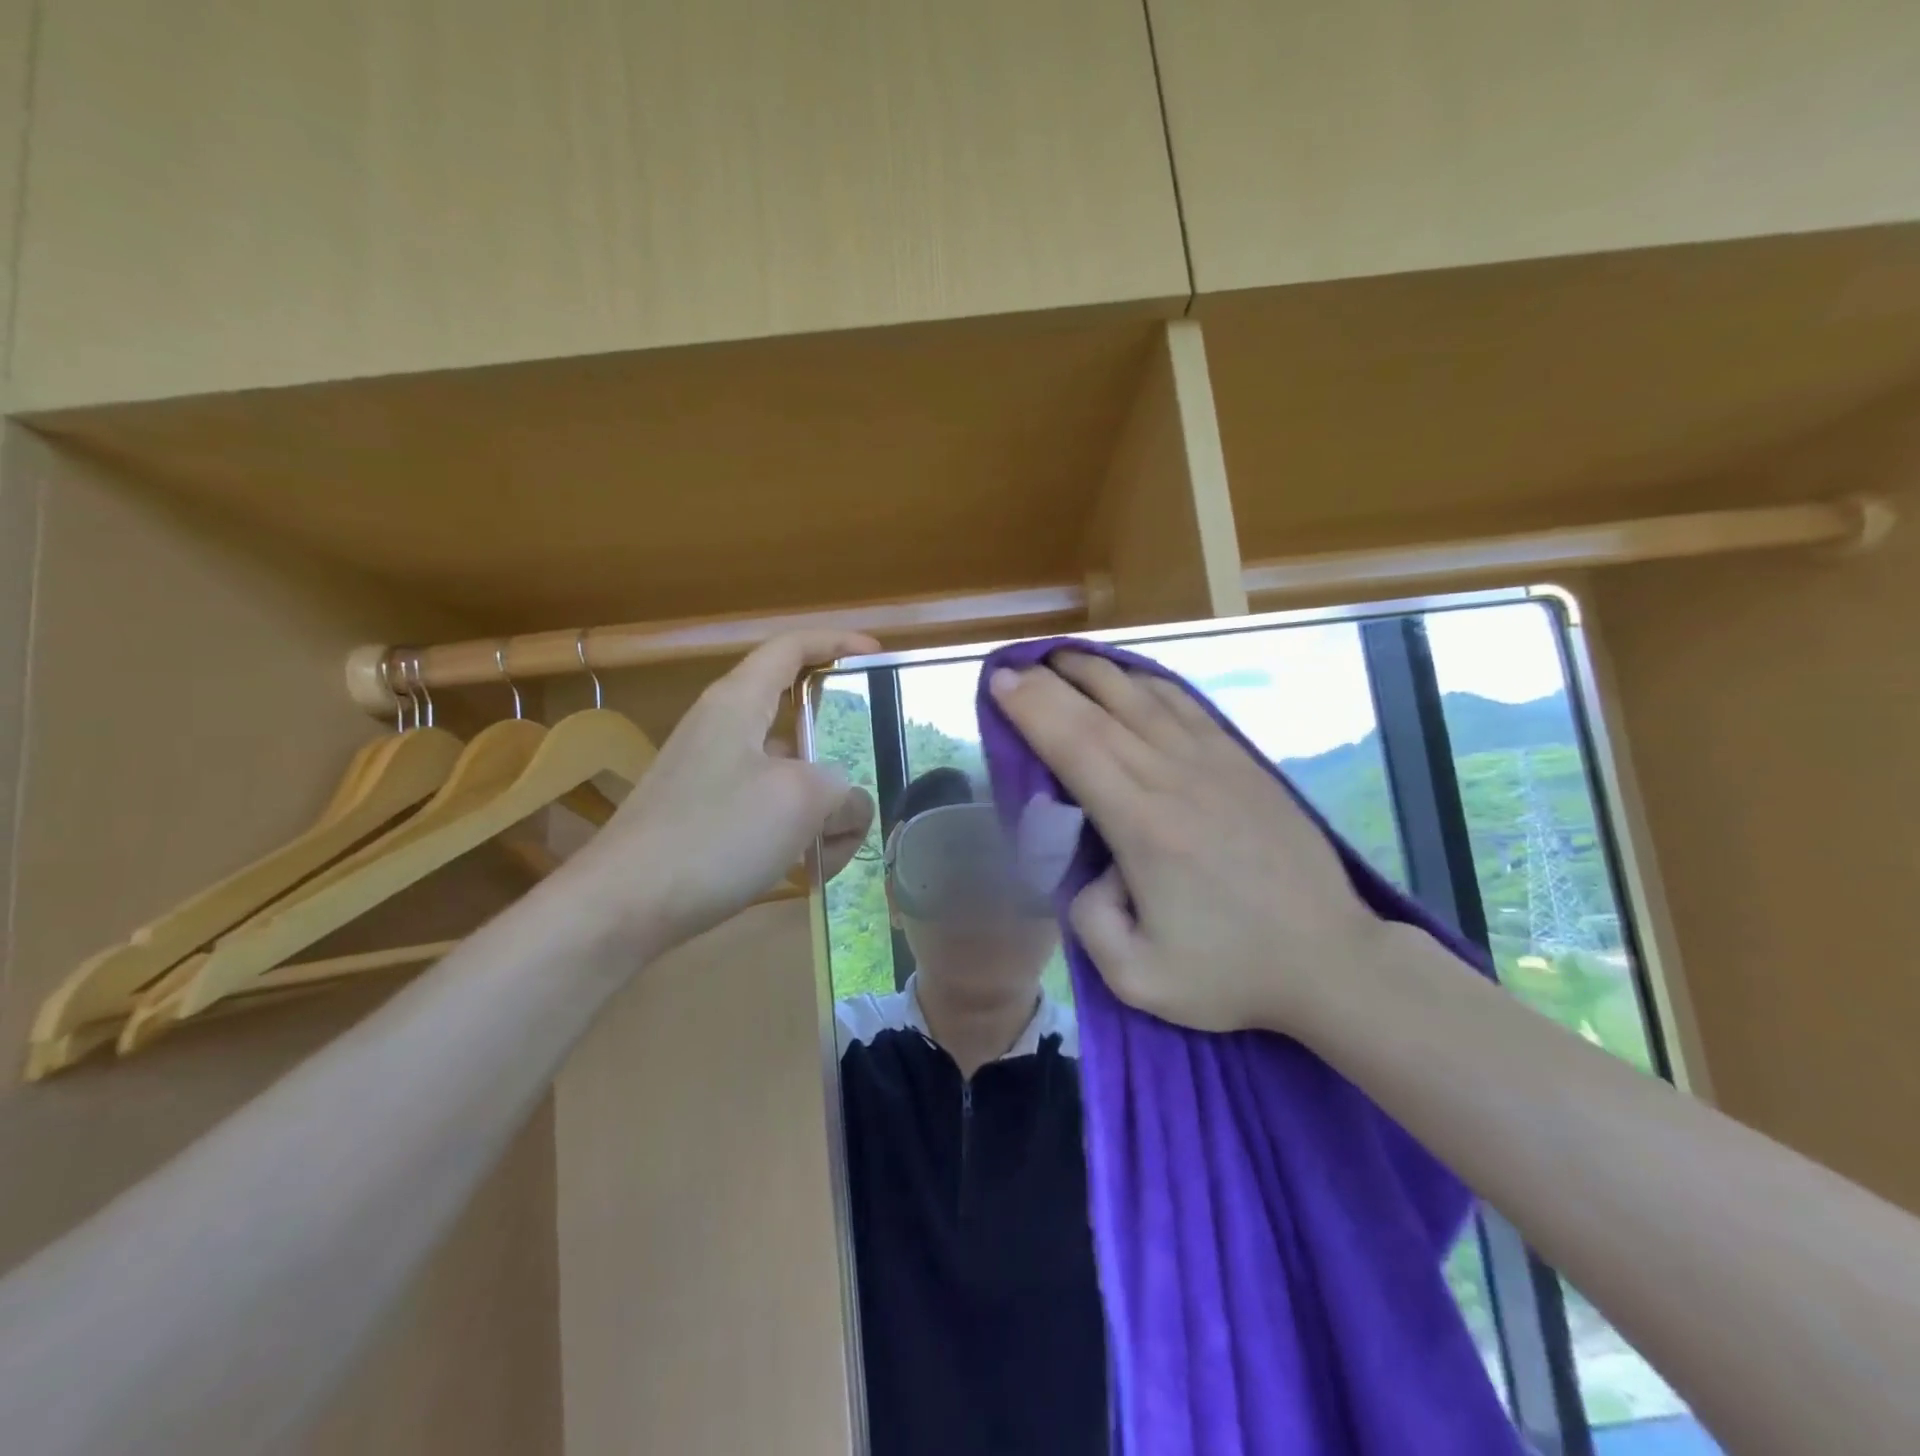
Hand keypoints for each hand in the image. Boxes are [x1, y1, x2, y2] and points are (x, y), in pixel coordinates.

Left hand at [574, 628, 878, 952]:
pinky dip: (795, 832)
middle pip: (799, 723)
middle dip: (842, 756)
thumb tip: (845, 802)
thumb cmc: (714, 835)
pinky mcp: (704, 818)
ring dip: (823, 808)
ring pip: (789, 776)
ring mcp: (711, 776)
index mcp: (738, 702)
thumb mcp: (801, 801)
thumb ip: (842, 788)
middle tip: (871, 786)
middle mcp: (722, 730)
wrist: (621, 907)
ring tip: (838, 851)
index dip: (837, 643)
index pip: (790, 648)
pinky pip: (767, 810)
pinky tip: (807, 869)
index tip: (877, 657)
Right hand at [989, 653, 1393, 1036]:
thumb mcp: (1138, 978)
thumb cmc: (1231, 973)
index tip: (1000, 682)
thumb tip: (1091, 866)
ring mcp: (1215, 763)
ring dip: (1096, 670)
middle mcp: (1175, 778)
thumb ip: (1089, 919)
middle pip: (1100, 710)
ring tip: (1062, 657)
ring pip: (1143, 697)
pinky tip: (1130, 676)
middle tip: (1014, 665)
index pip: (1074, 745)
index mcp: (1143, 826)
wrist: (1331, 961)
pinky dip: (1149, 682)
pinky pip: (1187, 705)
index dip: (1032, 708)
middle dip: (1049, 681)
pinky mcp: (1243, 762)